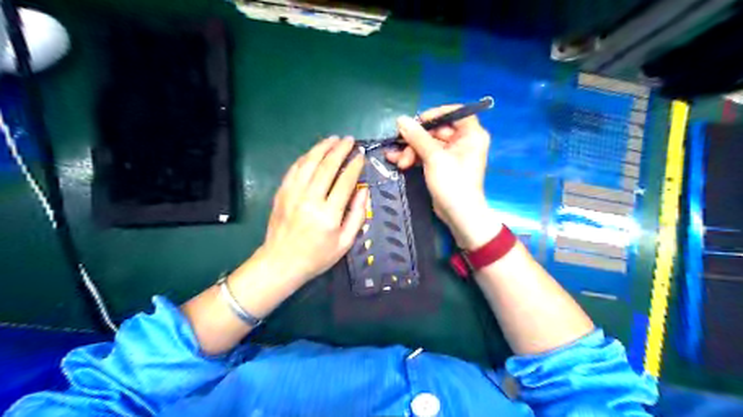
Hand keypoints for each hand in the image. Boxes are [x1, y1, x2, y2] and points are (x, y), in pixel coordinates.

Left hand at [255, 136, 365, 285]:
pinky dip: (306, 157)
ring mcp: (292, 194)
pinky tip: (314, 152)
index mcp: (328, 215)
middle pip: (327, 167)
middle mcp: (309, 200)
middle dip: (340, 150)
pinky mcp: (281, 193)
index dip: (355, 166)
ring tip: (334, 139)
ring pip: (309, 163)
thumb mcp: (345, 243)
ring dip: (322, 148)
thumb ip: (357, 215)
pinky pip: (294, 169)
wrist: (281, 263)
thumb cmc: (317, 256)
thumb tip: (364, 190)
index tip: (361, 156)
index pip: (345, 181)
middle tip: (350, 140)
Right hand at [390, 107, 498, 250]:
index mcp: (471, 134)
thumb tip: (400, 119)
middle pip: (437, 130)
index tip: (417, 121)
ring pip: (428, 144)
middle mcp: (463, 141)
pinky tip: (396, 160)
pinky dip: (413, 157)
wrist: (458, 215)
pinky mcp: (442, 166)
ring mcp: (452, 155)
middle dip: (416, 139)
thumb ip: (417, 137)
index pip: (455, 113)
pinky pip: (426, 155)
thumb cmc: (452, 183)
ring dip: (411, 150)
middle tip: (401, 146)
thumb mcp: (434, 157)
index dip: (436, 114)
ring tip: (397, 161)